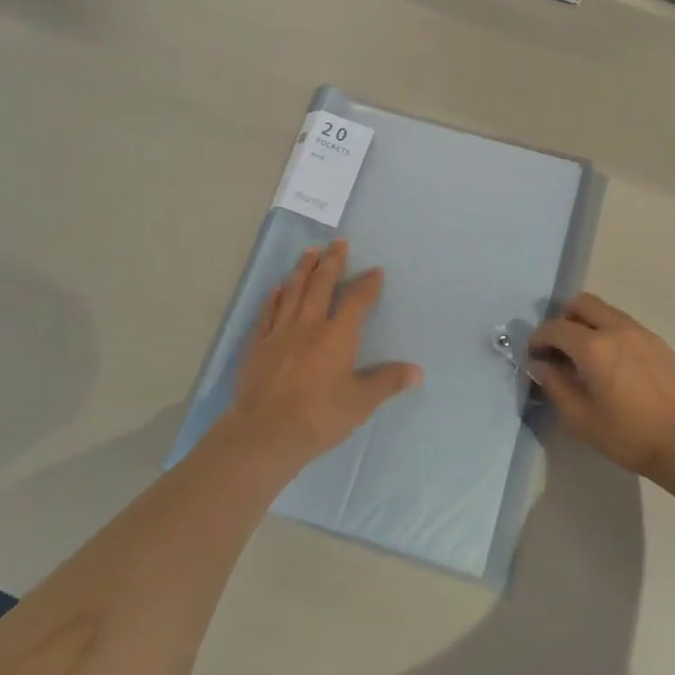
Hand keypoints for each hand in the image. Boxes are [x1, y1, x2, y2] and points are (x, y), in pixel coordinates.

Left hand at [220, 239, 420, 466]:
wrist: (266, 432)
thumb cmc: (320, 416)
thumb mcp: (361, 402)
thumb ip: (387, 382)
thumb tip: (416, 371)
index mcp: (337, 335)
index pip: (356, 301)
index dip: (367, 284)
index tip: (375, 271)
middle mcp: (309, 325)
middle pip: (321, 285)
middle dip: (332, 262)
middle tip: (338, 242)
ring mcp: (280, 332)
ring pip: (293, 291)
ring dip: (303, 269)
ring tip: (309, 252)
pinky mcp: (258, 344)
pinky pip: (268, 312)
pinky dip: (275, 297)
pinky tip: (278, 288)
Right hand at [528, 293, 674, 481]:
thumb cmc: (630, 436)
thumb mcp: (581, 419)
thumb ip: (555, 386)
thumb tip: (541, 365)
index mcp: (593, 347)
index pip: (555, 328)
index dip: (538, 339)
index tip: (535, 357)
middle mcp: (616, 329)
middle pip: (581, 303)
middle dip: (563, 320)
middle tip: (560, 349)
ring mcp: (641, 332)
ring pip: (605, 310)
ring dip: (587, 324)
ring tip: (586, 358)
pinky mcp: (658, 342)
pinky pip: (624, 324)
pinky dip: (609, 332)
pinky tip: (613, 364)